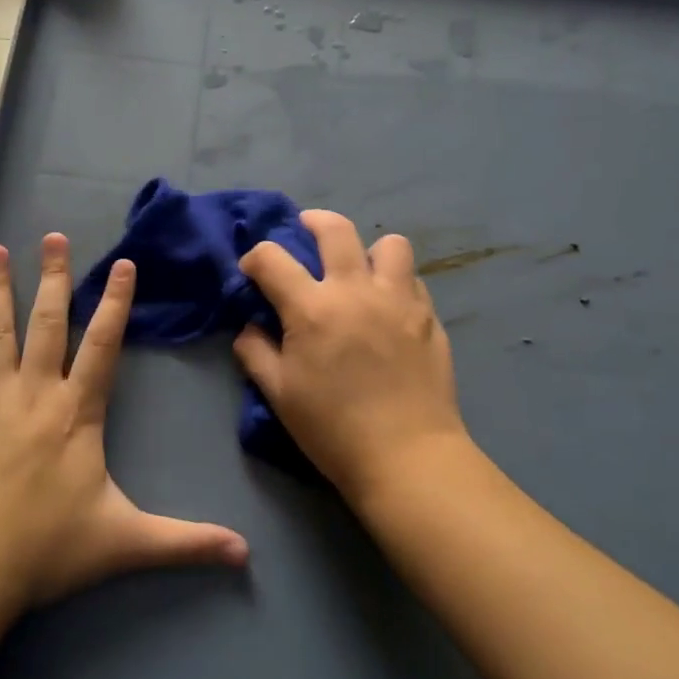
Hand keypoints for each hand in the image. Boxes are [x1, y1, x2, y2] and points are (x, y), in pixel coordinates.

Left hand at [0, 235, 248, 612]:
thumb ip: (185, 542)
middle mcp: (33, 395)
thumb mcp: (125, 544)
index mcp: (77, 415)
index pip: (103, 346)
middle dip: (53, 277)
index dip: (115, 303)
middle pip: (47, 323)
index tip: (121, 263)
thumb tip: (245, 554)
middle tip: (54, 236)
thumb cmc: (44, 550)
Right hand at [234, 212, 469, 503]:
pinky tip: (388, 308)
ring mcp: (400, 300)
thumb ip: (256, 352)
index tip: (253, 272)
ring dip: (368, 250)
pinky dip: (396, 283)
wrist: (406, 455)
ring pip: (390, 244)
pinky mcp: (429, 317)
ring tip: (360, 272)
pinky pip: (413, 280)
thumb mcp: (279, 395)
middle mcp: (357, 290)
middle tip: (305, 235)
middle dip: (312, 222)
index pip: (272, 258)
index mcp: (313, 308)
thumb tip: (250, 327)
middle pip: (335, 228)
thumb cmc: (333, 429)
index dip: (255, 258)